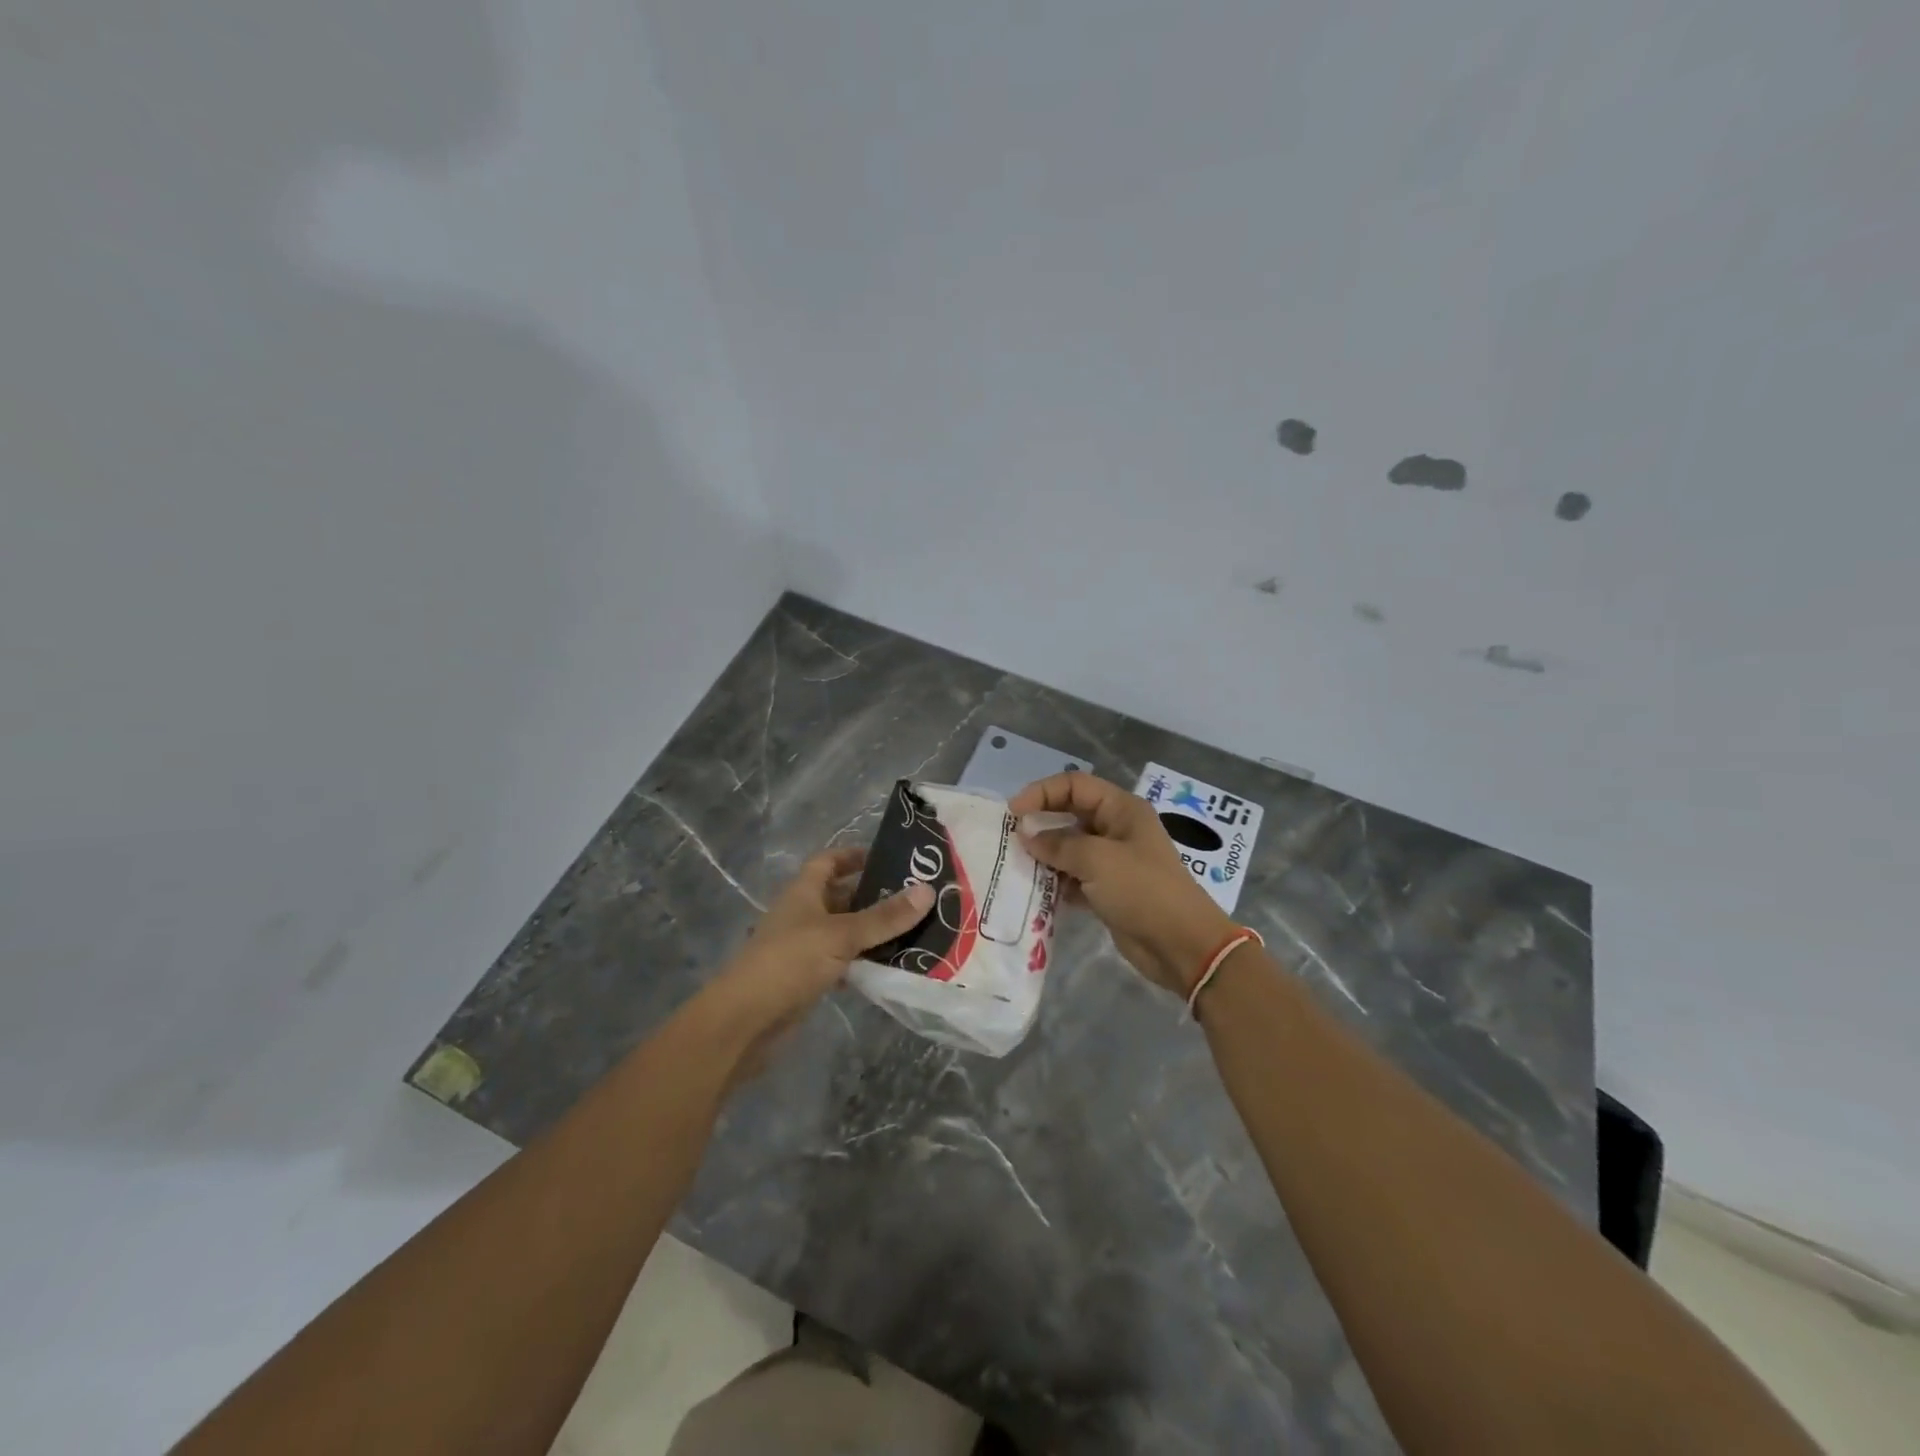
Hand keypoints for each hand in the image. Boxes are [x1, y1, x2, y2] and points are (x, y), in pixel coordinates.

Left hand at [692, 847, 932, 1080]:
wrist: (745, 1022)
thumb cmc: (790, 962)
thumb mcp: (841, 935)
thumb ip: (884, 917)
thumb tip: (928, 890)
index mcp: (803, 892)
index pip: (828, 861)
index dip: (853, 856)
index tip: (888, 859)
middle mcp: (802, 915)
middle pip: (840, 896)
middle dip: (874, 896)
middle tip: (916, 898)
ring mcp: (803, 948)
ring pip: (844, 931)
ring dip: (872, 931)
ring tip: (915, 930)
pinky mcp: (807, 978)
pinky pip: (842, 962)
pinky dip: (863, 962)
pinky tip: (890, 966)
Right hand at [1011, 771, 1235, 996]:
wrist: (1182, 946)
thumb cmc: (1143, 891)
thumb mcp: (1097, 860)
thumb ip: (1058, 844)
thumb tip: (1027, 834)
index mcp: (1121, 809)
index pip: (1075, 785)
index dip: (1042, 792)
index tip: (1013, 813)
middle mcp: (1116, 829)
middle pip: (1070, 814)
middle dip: (1040, 823)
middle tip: (1009, 839)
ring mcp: (1112, 861)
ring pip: (1069, 847)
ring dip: (1044, 855)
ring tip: (1017, 866)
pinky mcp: (1107, 890)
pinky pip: (1073, 876)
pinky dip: (1055, 881)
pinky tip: (1034, 891)